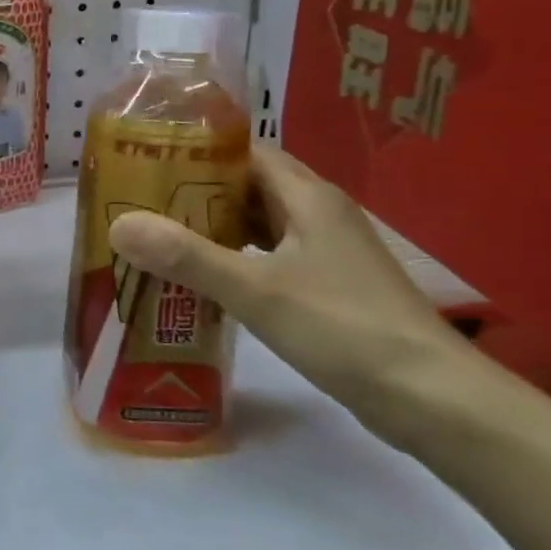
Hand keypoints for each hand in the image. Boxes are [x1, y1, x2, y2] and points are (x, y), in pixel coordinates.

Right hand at [107, 145, 474, 443]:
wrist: (431, 399)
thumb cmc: (343, 329)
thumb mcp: (256, 290)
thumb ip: (186, 256)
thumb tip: (119, 224)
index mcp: (308, 198)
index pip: (246, 152)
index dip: (198, 150)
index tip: (148, 159)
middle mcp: (319, 215)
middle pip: (248, 186)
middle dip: (195, 191)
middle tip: (141, 201)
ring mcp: (326, 253)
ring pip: (258, 225)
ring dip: (213, 227)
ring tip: (159, 236)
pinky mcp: (328, 287)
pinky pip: (269, 257)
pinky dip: (234, 259)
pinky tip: (203, 278)